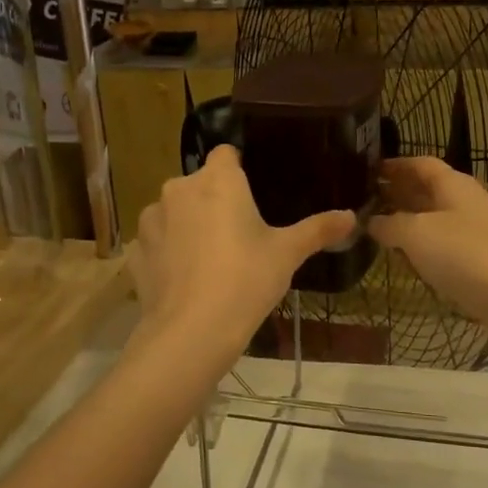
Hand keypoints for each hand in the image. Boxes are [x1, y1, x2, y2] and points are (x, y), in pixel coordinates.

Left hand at [129, 146, 354, 369]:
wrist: (191, 332)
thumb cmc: (246, 280)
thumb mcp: (287, 254)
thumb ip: (318, 230)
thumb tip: (352, 216)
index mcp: (218, 180)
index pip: (226, 154)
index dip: (238, 169)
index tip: (252, 193)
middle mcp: (179, 188)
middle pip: (199, 183)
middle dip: (215, 200)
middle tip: (239, 233)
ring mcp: (151, 219)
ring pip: (174, 211)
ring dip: (188, 224)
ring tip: (209, 259)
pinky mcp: (135, 251)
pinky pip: (156, 242)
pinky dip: (168, 252)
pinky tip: (183, 278)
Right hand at [369, 157, 487, 346]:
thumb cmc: (464, 254)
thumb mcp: (416, 234)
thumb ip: (389, 224)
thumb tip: (371, 221)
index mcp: (452, 184)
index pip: (419, 164)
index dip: (394, 165)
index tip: (368, 171)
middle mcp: (464, 201)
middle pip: (426, 190)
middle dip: (397, 194)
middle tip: (365, 202)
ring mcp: (474, 231)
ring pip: (434, 219)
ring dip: (408, 222)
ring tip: (377, 230)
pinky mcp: (478, 260)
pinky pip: (443, 246)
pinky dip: (422, 247)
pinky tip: (406, 259)